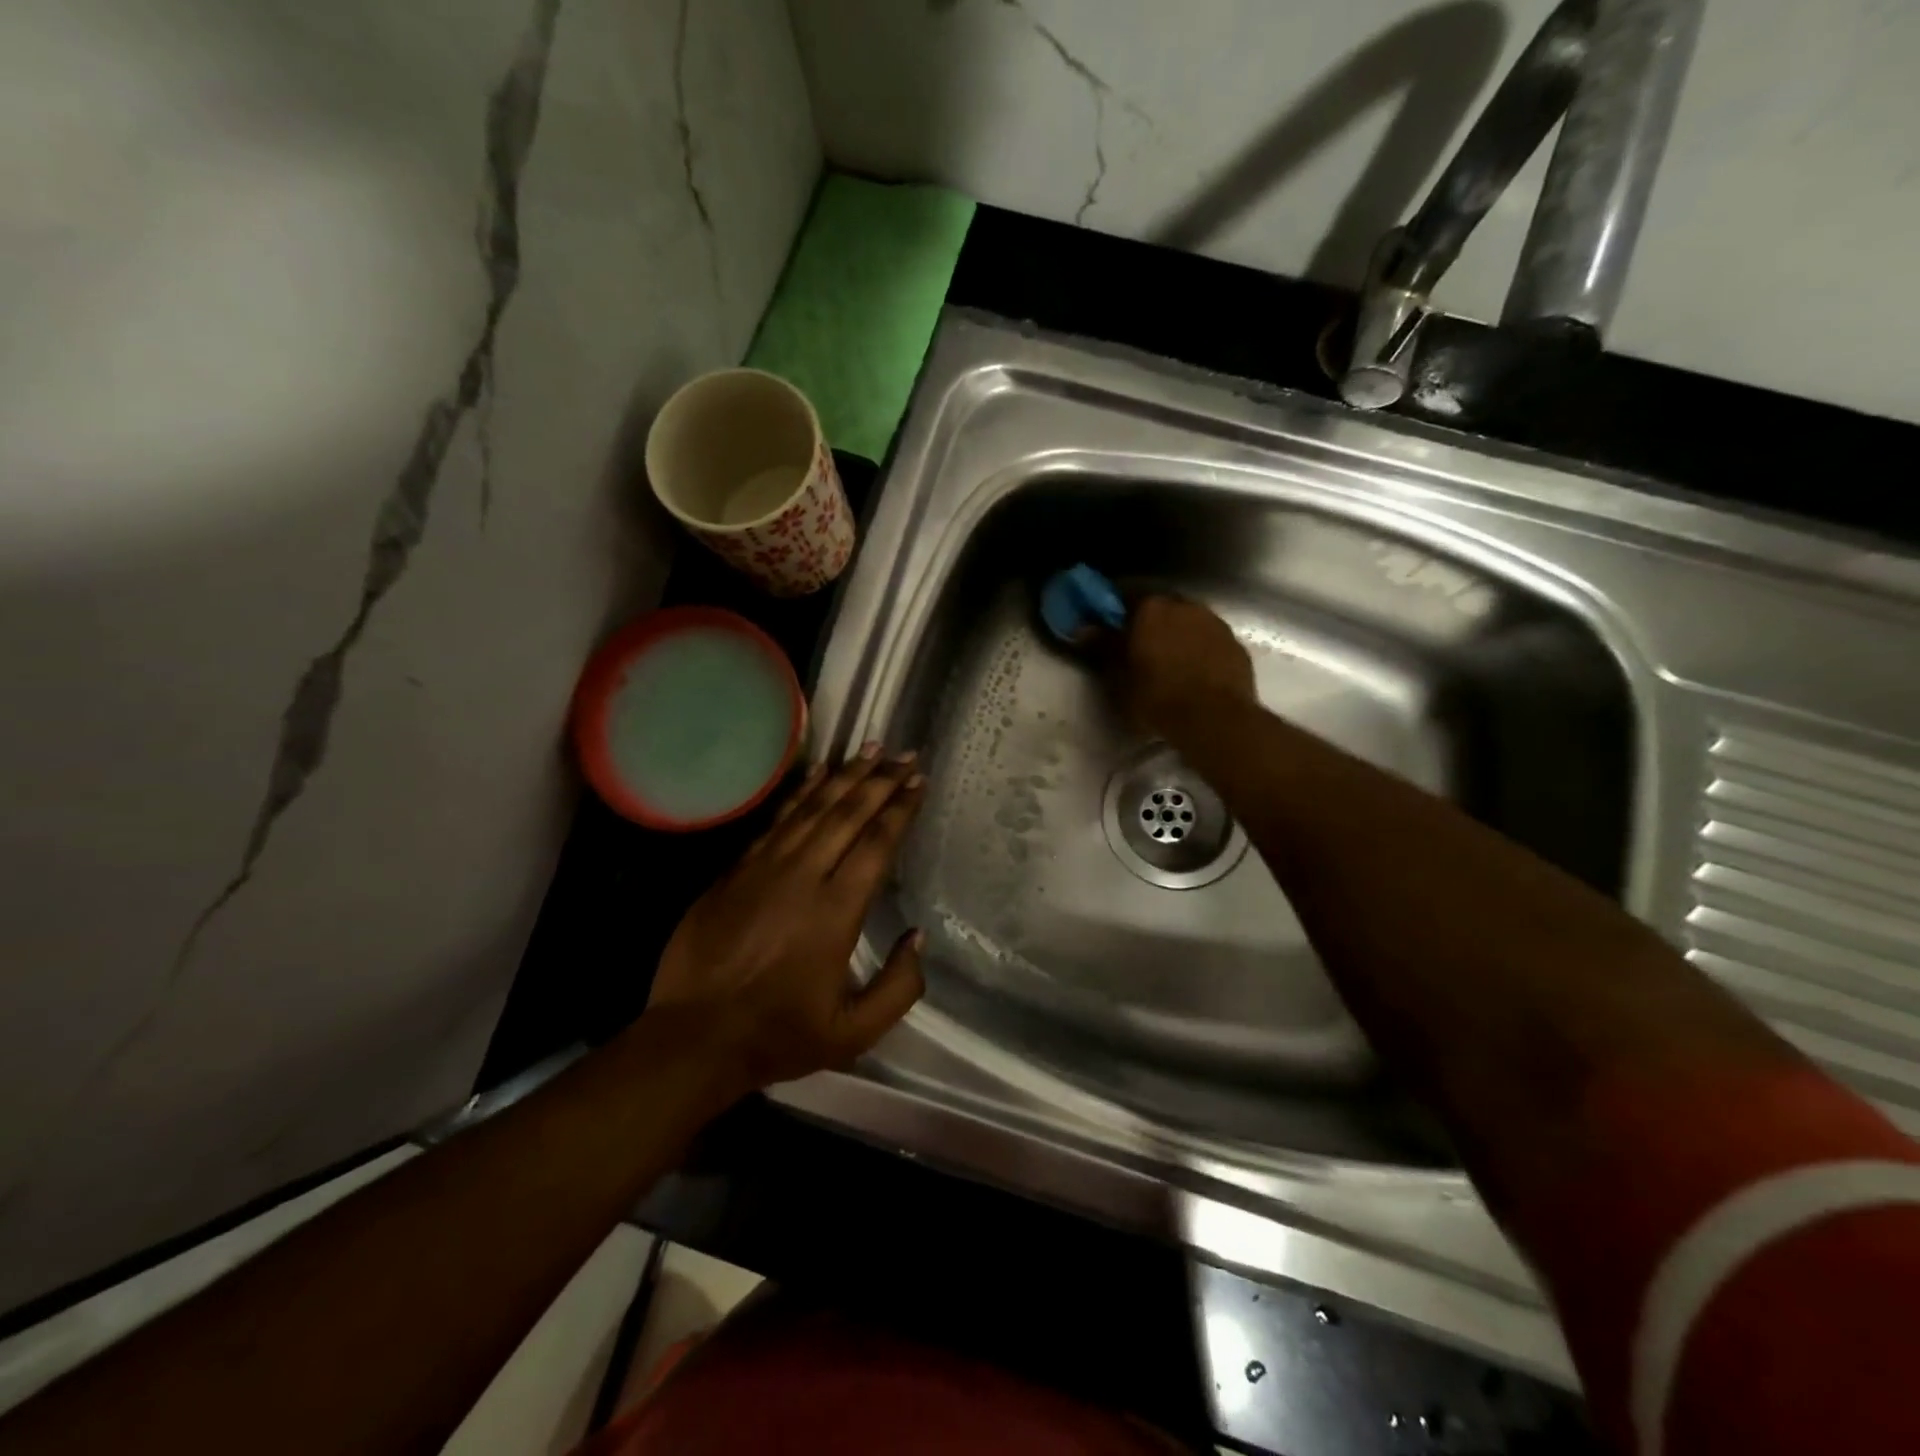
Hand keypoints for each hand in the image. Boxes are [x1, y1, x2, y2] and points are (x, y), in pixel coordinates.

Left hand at [648, 746, 927, 1092]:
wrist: (695, 1037)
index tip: (917, 781)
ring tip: (868, 749)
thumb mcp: (854, 1032)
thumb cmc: (779, 1034)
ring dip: (844, 776)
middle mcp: (803, 876)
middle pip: (847, 814)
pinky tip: (815, 774)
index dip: (900, 809)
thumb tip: (918, 938)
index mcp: (836, 911)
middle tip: (904, 754)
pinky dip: (799, 793)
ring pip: (811, 808)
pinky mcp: (736, 870)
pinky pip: (776, 820)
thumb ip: (899, 987)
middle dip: (880, 781)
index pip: (876, 844)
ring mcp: (765, 868)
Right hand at [1112, 594, 1255, 738]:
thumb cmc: (1157, 696)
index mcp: (1151, 608)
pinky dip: (1200, 650)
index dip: (1115, 609)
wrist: (1215, 720)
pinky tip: (1195, 672)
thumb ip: (1103, 647)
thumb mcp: (1120, 676)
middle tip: (1138, 645)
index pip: (1126, 594)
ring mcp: (1215, 624)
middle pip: (1161, 606)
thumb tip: (1084, 629)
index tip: (1108, 624)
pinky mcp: (1236, 646)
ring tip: (1169, 661)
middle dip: (1149, 621)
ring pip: (1189, 621)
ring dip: (1178, 634)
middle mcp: (1185, 606)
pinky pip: (1210, 641)